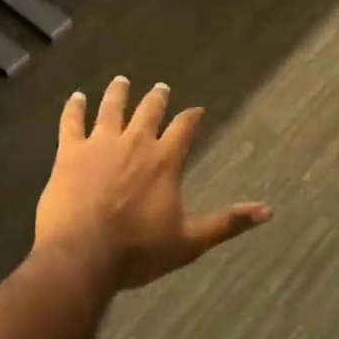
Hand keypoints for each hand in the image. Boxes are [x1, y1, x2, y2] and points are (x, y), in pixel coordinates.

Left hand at [34, 77, 270, 291]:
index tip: (196, 109)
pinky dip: (74, 108)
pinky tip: (75, 97)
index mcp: (165, 161)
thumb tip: (268, 212)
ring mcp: (100, 144)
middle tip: (161, 87)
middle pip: (149, 111)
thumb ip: (227, 223)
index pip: (184, 128)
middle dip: (157, 98)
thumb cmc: (138, 251)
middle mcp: (136, 143)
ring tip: (121, 81)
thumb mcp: (189, 242)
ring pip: (111, 108)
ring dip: (118, 93)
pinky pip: (72, 122)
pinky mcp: (70, 153)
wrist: (82, 257)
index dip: (191, 117)